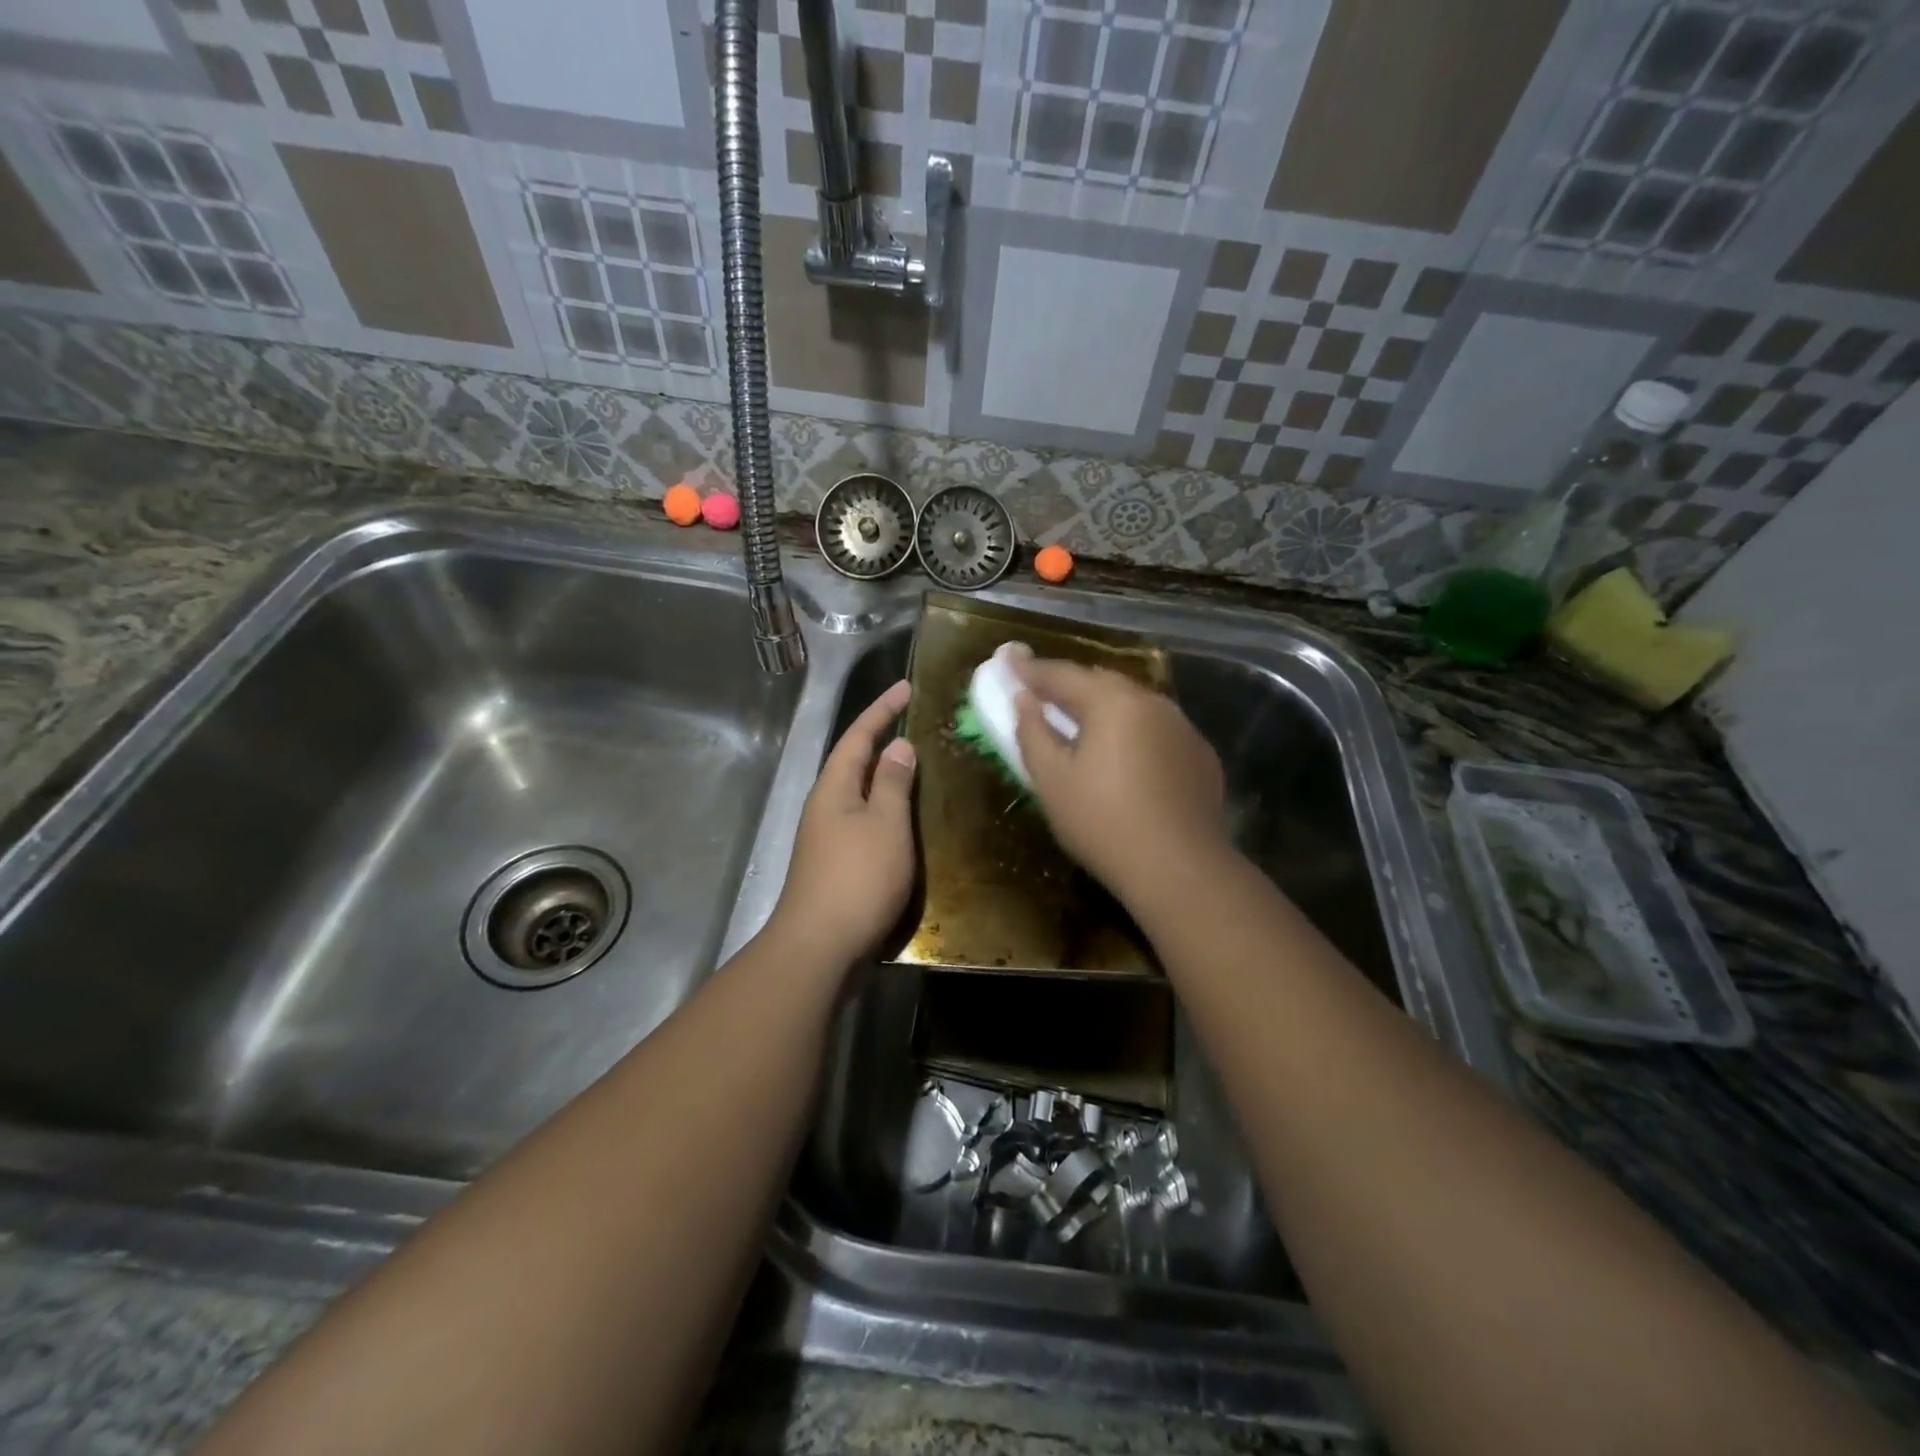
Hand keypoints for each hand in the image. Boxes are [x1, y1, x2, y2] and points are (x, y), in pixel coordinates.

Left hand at [767, 679, 917, 967]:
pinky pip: (865, 821)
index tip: (907, 687)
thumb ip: (893, 784)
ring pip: (860, 794)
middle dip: (882, 740)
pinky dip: (886, 811)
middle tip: (916, 724)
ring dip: (886, 777)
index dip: (882, 710)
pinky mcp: (836, 865)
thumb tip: (898, 747)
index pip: (858, 736)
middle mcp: (825, 806)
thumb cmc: (857, 878)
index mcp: (834, 788)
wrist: (820, 947)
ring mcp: (828, 838)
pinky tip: (906, 821)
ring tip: (919, 767)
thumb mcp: (885, 825)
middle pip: (855, 762)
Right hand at [1012, 653, 1229, 899]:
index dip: (1030, 669)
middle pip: (1102, 684)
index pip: (1062, 675)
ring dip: (1104, 710)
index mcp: (1112, 702)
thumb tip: (1024, 700)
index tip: (1008, 658)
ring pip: (1134, 706)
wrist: (1180, 869)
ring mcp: (1183, 728)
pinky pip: (1157, 732)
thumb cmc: (1103, 823)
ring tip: (1082, 726)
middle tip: (1043, 693)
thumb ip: (1033, 732)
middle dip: (1070, 686)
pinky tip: (1125, 759)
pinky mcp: (1201, 756)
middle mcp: (1152, 702)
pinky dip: (1134, 734)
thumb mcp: (1052, 781)